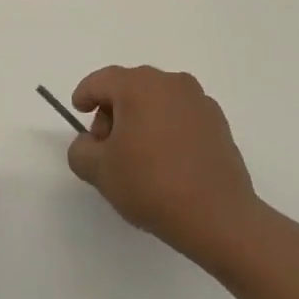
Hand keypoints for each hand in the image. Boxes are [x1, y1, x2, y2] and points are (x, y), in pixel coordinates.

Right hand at [67, 65, 263, 270]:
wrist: (217, 217)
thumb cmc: (151, 185)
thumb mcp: (98, 171)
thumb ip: (80, 150)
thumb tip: (91, 143)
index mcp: (138, 86)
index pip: (100, 81)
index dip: (84, 95)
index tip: (78, 113)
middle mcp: (171, 83)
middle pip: (129, 87)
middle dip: (112, 110)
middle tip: (107, 145)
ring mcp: (199, 101)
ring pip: (157, 100)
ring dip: (141, 118)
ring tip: (138, 156)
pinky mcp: (219, 123)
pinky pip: (180, 115)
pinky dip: (167, 128)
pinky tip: (166, 161)